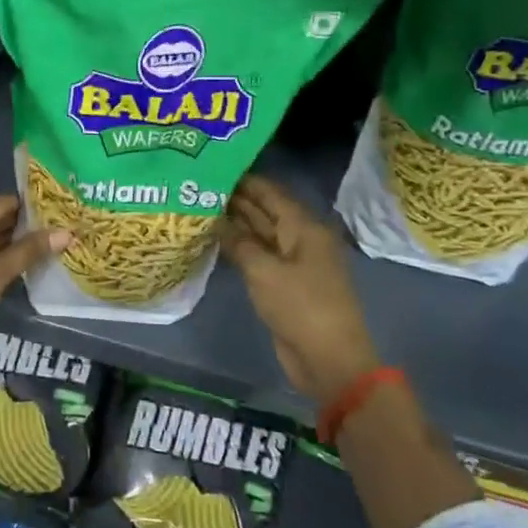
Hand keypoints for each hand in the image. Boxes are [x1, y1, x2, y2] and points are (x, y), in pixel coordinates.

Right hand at [218, 175, 377, 403]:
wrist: (329, 360)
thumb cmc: (301, 307)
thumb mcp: (264, 271)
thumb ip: (238, 242)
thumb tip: (216, 220)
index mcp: (304, 228)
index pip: (270, 193)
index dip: (244, 180)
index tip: (212, 167)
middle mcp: (300, 239)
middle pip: (265, 212)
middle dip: (235, 200)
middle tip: (198, 187)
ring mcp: (293, 263)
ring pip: (260, 235)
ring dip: (234, 224)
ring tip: (199, 209)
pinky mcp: (284, 284)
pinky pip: (259, 257)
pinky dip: (239, 248)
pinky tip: (214, 241)